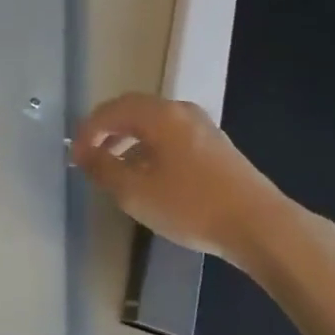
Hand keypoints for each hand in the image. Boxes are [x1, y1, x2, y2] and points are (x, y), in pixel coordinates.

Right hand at [72, 96, 288, 262]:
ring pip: (154, 125)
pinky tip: (151, 178)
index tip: (75, 155)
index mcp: (159, 114)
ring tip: (117, 171)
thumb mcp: (137, 192)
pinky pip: (172, 137)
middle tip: (91, 156)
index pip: (112, 110)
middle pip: (134, 111)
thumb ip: (104, 169)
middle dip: (108, 131)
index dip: (88, 130)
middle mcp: (180, 110)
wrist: (260, 225)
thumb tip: (83, 154)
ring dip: (130, 142)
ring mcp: (202, 127)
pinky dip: (152, 149)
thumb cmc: (192, 205)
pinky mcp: (216, 146)